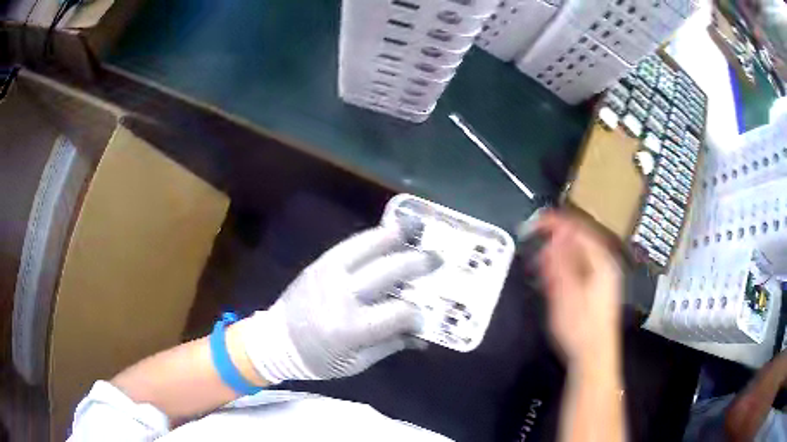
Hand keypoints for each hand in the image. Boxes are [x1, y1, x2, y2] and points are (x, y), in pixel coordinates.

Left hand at [241, 222, 441, 382]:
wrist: (275, 341)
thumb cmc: (317, 359)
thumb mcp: (356, 363)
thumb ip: (390, 345)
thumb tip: (421, 335)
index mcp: (351, 328)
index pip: (397, 313)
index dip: (418, 312)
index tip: (427, 313)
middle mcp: (342, 295)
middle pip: (388, 272)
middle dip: (417, 264)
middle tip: (436, 259)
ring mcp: (329, 274)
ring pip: (367, 247)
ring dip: (395, 238)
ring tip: (415, 232)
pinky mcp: (320, 264)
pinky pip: (350, 245)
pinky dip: (371, 237)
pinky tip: (387, 233)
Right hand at [534, 211, 621, 366]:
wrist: (593, 356)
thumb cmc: (579, 326)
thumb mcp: (566, 293)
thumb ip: (561, 261)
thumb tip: (556, 232)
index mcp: (601, 261)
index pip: (579, 230)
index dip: (557, 222)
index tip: (536, 222)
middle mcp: (605, 264)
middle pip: (580, 239)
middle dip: (557, 238)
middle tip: (535, 243)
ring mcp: (603, 277)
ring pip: (579, 254)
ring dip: (559, 253)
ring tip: (540, 260)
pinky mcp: (597, 289)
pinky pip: (580, 267)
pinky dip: (565, 266)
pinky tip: (554, 276)